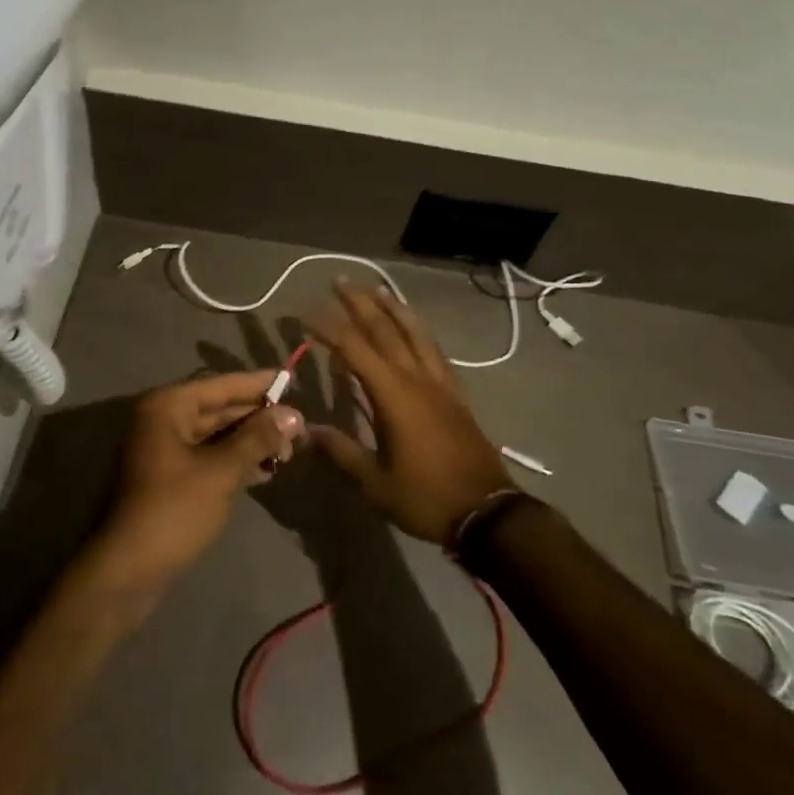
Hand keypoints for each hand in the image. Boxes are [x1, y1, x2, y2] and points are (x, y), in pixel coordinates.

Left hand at [95, 370, 303, 589]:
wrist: (129, 571)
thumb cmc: (174, 510)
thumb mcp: (221, 471)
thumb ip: (257, 439)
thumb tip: (293, 415)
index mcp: (168, 407)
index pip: (220, 385)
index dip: (257, 383)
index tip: (289, 378)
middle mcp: (163, 420)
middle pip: (219, 409)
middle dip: (258, 418)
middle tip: (298, 426)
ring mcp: (165, 450)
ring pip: (216, 435)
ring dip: (250, 442)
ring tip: (288, 452)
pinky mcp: (170, 477)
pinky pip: (209, 456)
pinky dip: (235, 460)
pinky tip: (265, 471)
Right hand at [306, 281, 512, 544]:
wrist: (487, 512)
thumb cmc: (426, 497)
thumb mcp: (375, 483)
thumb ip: (341, 451)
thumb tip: (306, 429)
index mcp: (394, 395)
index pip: (355, 349)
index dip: (329, 328)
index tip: (306, 314)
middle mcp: (417, 378)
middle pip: (385, 330)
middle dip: (360, 303)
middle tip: (340, 282)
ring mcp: (440, 383)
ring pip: (415, 333)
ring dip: (394, 308)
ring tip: (377, 290)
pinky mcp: (456, 393)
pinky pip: (434, 350)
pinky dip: (419, 332)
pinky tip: (414, 330)